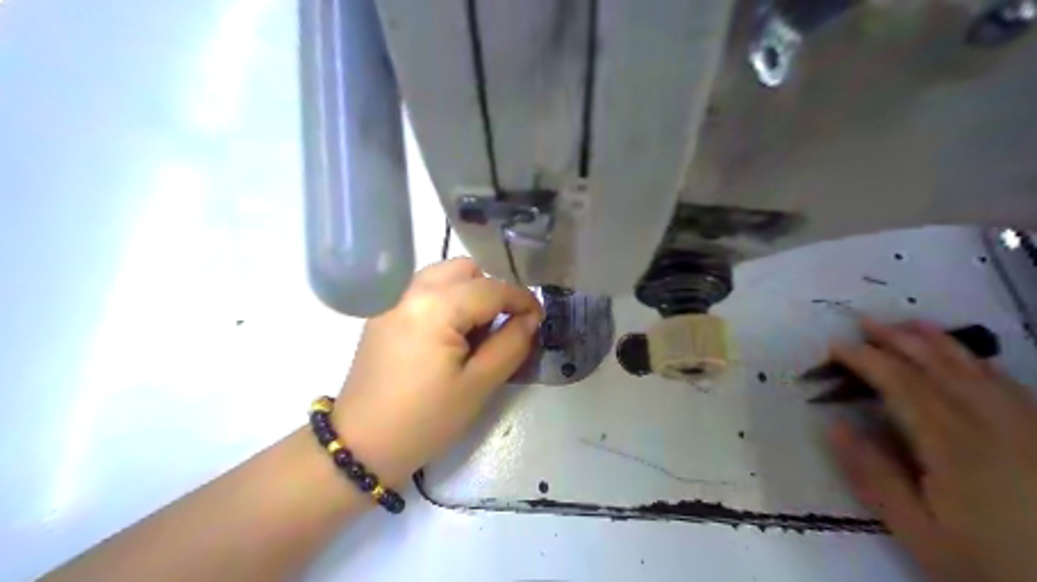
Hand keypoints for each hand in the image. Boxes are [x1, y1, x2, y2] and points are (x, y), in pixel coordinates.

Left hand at [333, 257, 543, 488]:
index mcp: (436, 306)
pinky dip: (447, 299)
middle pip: (465, 269)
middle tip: (503, 325)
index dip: (522, 300)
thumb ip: (511, 344)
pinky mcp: (383, 313)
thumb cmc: (425, 419)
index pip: (492, 287)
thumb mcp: (479, 385)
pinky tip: (449, 334)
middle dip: (492, 290)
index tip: (539, 319)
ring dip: (469, 291)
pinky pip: (424, 290)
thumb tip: (530, 319)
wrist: (361, 446)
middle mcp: (412, 291)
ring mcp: (393, 300)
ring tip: (476, 329)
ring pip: (443, 275)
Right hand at [832, 320, 1036, 581]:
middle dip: (898, 340)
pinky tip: (965, 357)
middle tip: (865, 321)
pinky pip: (1008, 384)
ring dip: (938, 342)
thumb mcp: (919, 532)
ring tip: (909, 323)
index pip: (900, 384)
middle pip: (937, 367)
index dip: (865, 359)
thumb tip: (835, 426)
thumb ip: (874, 476)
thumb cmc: (989, 563)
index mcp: (953, 445)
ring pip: (976, 369)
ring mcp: (1027, 426)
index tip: (835, 346)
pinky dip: (978, 362)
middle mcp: (992, 423)